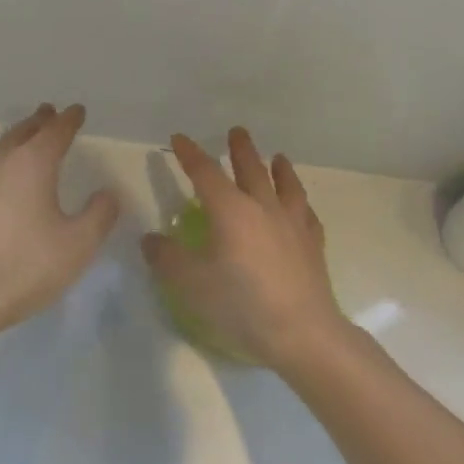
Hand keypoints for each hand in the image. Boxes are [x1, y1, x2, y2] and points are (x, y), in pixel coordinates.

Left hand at [0, 104, 119, 338]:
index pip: (55, 131)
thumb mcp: (77, 245)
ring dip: (16, 138)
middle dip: (39, 122)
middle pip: (22, 132)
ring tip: (26, 138)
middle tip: (50, 113)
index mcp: (32, 164)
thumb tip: (108, 192)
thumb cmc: (25, 266)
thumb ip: (99, 215)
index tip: (77, 110)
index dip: (69, 120)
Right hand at [142, 128, 352, 370]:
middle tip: (237, 132)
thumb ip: (166, 258)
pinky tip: (302, 207)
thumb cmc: (240, 304)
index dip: (190, 154)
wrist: (301, 332)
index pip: (205, 173)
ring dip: (279, 168)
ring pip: (286, 186)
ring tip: (278, 157)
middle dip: (240, 150)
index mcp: (230, 211)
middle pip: (251, 169)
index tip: (180, 138)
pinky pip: (307, 214)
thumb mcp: (190, 283)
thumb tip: (150, 239)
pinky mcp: (312, 245)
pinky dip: (301, 204)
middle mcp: (263, 208)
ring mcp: (293, 225)